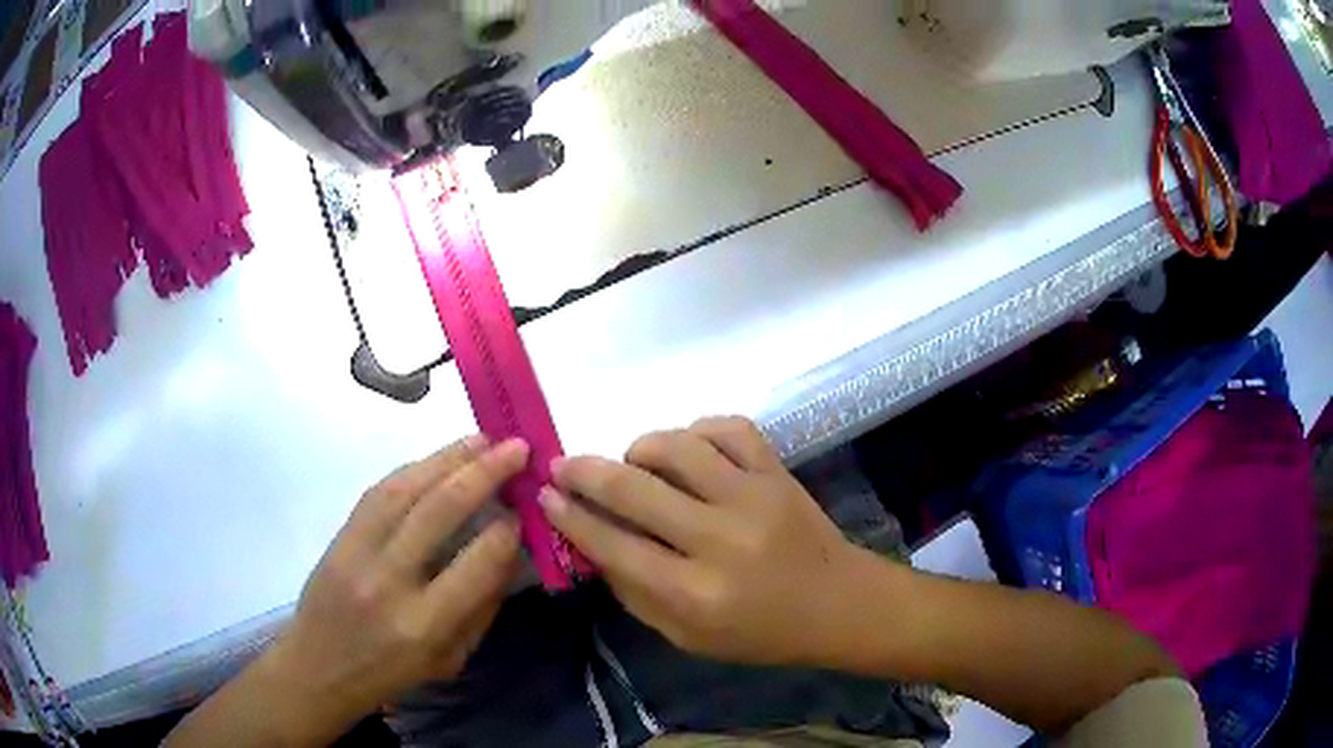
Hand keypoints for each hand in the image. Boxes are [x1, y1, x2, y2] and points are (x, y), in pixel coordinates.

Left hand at [266, 436, 525, 725]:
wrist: (318, 667)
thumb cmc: (391, 674)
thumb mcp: (450, 659)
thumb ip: (481, 606)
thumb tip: (509, 552)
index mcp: (423, 625)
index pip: (476, 563)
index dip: (506, 530)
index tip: (523, 510)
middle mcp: (388, 581)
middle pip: (439, 511)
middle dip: (484, 473)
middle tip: (516, 448)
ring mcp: (357, 552)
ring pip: (405, 489)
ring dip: (447, 458)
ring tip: (482, 439)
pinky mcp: (339, 535)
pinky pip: (379, 491)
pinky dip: (413, 468)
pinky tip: (438, 458)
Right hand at [540, 417, 866, 667]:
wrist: (839, 604)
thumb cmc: (760, 633)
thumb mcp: (687, 637)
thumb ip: (634, 593)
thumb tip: (591, 544)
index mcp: (694, 593)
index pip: (613, 545)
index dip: (571, 517)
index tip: (545, 495)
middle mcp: (720, 539)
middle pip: (634, 489)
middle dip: (584, 472)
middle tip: (563, 465)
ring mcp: (753, 497)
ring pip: (677, 447)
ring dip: (641, 448)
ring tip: (633, 463)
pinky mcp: (778, 471)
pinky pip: (728, 428)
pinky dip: (697, 431)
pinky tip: (688, 450)